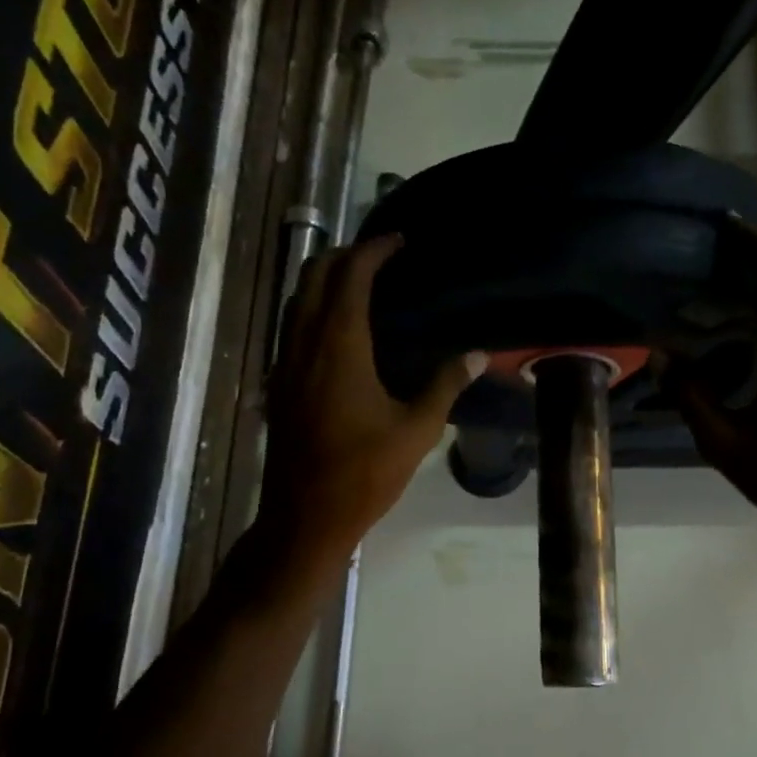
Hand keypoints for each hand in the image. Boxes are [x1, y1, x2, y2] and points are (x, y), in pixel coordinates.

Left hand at [255, 235, 482, 565]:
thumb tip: (477, 354)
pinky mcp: (278, 383)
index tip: (399, 240)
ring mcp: (284, 363)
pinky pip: (291, 326)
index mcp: (339, 346)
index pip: (351, 276)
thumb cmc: (365, 473)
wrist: (306, 517)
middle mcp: (304, 343)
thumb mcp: (416, 430)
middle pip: (314, 275)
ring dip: (324, 279)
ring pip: (296, 299)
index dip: (374, 250)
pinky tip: (337, 330)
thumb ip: (445, 385)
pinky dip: (312, 308)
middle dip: (345, 255)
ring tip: (360, 283)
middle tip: (380, 256)